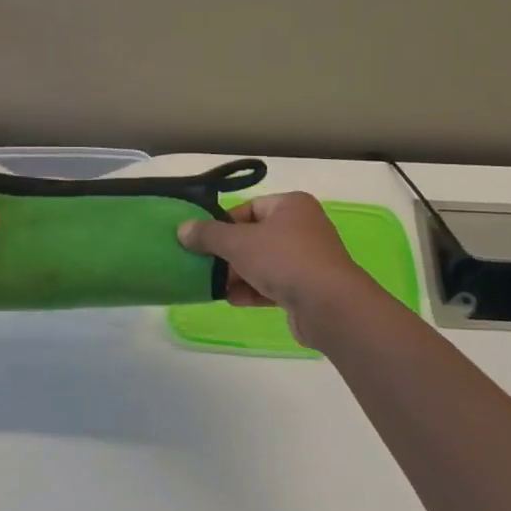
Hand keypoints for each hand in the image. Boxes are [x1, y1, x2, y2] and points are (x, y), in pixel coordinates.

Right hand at [178, 193, 374, 346]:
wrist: (328, 305)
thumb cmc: (284, 260)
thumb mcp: (238, 243)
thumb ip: (208, 235)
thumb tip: (183, 229)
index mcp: (291, 205)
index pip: (250, 208)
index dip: (224, 223)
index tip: (204, 241)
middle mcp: (302, 228)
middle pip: (255, 237)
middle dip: (229, 254)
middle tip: (205, 266)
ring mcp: (307, 259)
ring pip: (263, 263)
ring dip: (238, 275)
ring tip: (214, 287)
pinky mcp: (306, 288)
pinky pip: (273, 285)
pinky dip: (253, 291)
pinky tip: (234, 300)